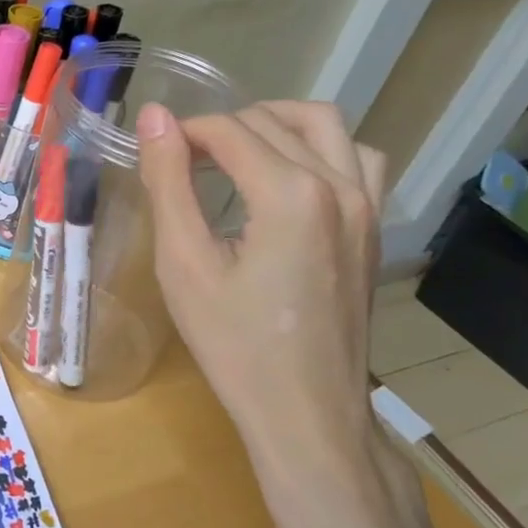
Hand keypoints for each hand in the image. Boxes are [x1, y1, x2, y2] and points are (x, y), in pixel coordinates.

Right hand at [136, 100, 385, 466]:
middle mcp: (340, 184)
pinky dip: (321, 148)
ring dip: (275, 123)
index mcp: (291, 194)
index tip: (153, 153)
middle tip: (180, 160)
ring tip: (234, 153)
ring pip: (325, 125)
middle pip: (273, 121)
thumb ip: (168, 183)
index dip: (184, 133)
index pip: (230, 130)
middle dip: (220, 129)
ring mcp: (368, 205)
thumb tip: (155, 117)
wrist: (305, 411)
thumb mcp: (183, 264)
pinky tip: (289, 176)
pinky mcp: (374, 227)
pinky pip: (358, 158)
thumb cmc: (234, 344)